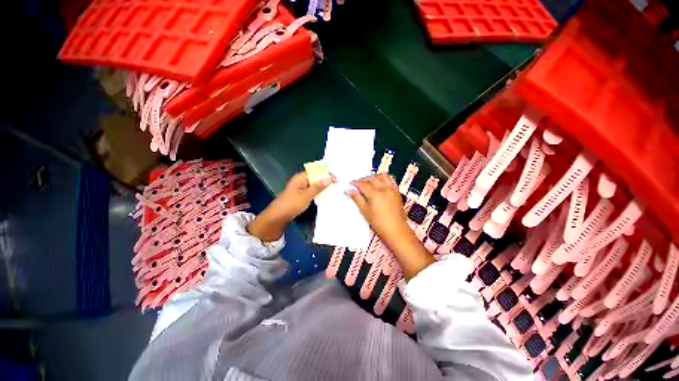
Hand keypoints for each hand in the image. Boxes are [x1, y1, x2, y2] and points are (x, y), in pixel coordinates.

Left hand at [248, 171, 332, 241]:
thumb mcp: (307, 195)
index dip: (326, 174)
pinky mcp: (301, 195)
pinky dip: (318, 192)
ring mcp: (301, 188)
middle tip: (337, 184)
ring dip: (323, 187)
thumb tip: (329, 178)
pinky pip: (312, 191)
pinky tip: (325, 195)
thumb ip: (318, 186)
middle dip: (326, 180)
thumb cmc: (292, 203)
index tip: (336, 180)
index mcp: (301, 177)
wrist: (279, 216)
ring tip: (334, 189)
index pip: (316, 171)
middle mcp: (301, 180)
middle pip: (316, 177)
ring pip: (314, 185)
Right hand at [347, 173, 433, 279]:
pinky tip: (380, 184)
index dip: (355, 183)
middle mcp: (384, 188)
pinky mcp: (397, 192)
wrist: (396, 230)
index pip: (363, 184)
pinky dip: (384, 179)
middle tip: (357, 183)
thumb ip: (357, 199)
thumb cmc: (378, 223)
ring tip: (369, 182)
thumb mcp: (365, 211)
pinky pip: (391, 180)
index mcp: (375, 194)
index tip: (350, 183)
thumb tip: (349, 190)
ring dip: (374, 177)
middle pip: (372, 178)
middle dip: (363, 179)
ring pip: (383, 176)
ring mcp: (392, 189)